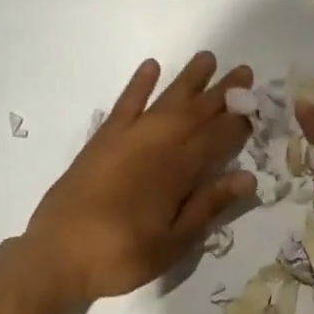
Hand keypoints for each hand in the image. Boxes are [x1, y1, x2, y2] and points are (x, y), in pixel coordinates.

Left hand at [22, 53, 255, 304]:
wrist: (57, 255)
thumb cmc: (122, 255)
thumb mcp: (173, 243)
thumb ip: (208, 206)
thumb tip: (248, 178)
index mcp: (178, 172)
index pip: (217, 138)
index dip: (238, 122)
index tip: (256, 106)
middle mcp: (157, 145)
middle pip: (196, 112)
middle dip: (223, 93)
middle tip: (244, 72)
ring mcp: (127, 138)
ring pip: (166, 100)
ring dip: (188, 79)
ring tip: (207, 58)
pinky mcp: (102, 139)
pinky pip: (125, 103)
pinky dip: (139, 84)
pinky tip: (151, 66)